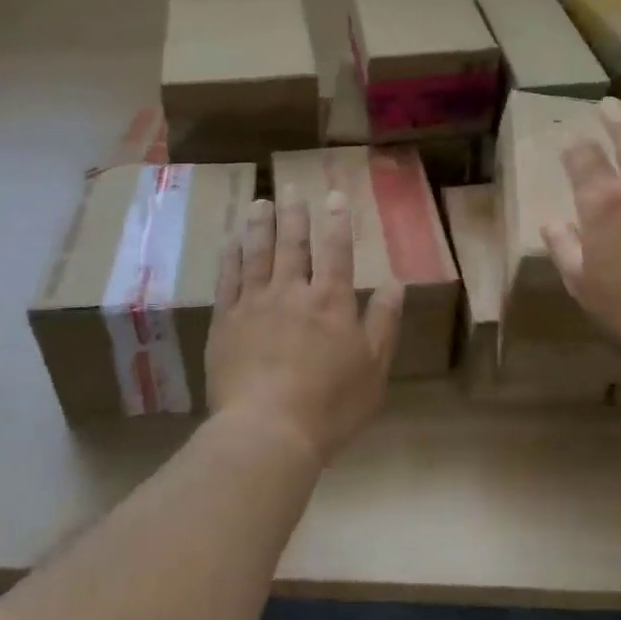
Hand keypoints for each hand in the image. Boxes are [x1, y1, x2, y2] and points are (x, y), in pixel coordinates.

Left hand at [206, 189, 403, 464]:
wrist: (268, 431)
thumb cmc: (330, 405)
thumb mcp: (374, 367)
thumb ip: (384, 321)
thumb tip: (396, 281)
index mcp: (331, 302)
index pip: (336, 251)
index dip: (337, 221)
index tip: (334, 196)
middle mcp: (292, 292)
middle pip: (293, 245)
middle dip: (295, 214)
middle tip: (291, 188)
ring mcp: (254, 304)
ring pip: (258, 254)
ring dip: (260, 225)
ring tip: (261, 202)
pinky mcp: (225, 322)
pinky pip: (227, 280)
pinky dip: (230, 257)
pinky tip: (231, 241)